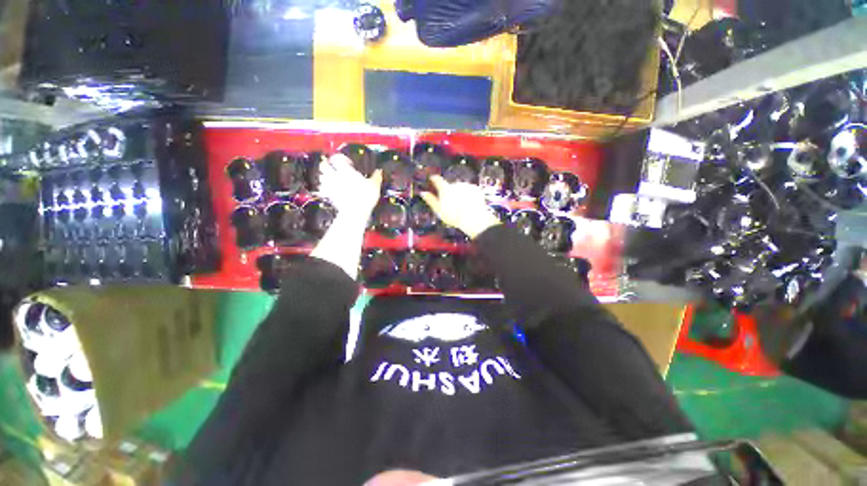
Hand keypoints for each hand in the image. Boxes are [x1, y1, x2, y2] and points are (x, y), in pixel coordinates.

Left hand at [319, 154, 382, 220]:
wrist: (355, 211)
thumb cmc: (365, 196)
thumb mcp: (374, 185)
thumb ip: (376, 177)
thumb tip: (379, 171)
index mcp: (346, 170)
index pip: (337, 158)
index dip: (341, 158)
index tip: (348, 162)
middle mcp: (336, 176)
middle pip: (325, 165)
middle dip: (328, 164)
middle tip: (334, 166)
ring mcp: (330, 185)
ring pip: (321, 176)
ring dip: (325, 175)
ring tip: (331, 177)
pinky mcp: (328, 195)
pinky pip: (322, 188)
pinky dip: (324, 187)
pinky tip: (329, 189)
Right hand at [420, 175, 500, 238]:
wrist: (473, 218)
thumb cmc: (453, 216)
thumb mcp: (439, 210)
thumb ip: (430, 200)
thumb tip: (423, 192)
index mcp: (445, 189)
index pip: (437, 179)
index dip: (434, 178)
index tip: (432, 178)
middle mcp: (456, 184)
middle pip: (450, 186)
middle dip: (450, 192)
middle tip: (450, 203)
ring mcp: (467, 186)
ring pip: (460, 188)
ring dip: (460, 194)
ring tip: (461, 206)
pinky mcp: (476, 189)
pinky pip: (470, 190)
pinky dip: (469, 195)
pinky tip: (469, 204)